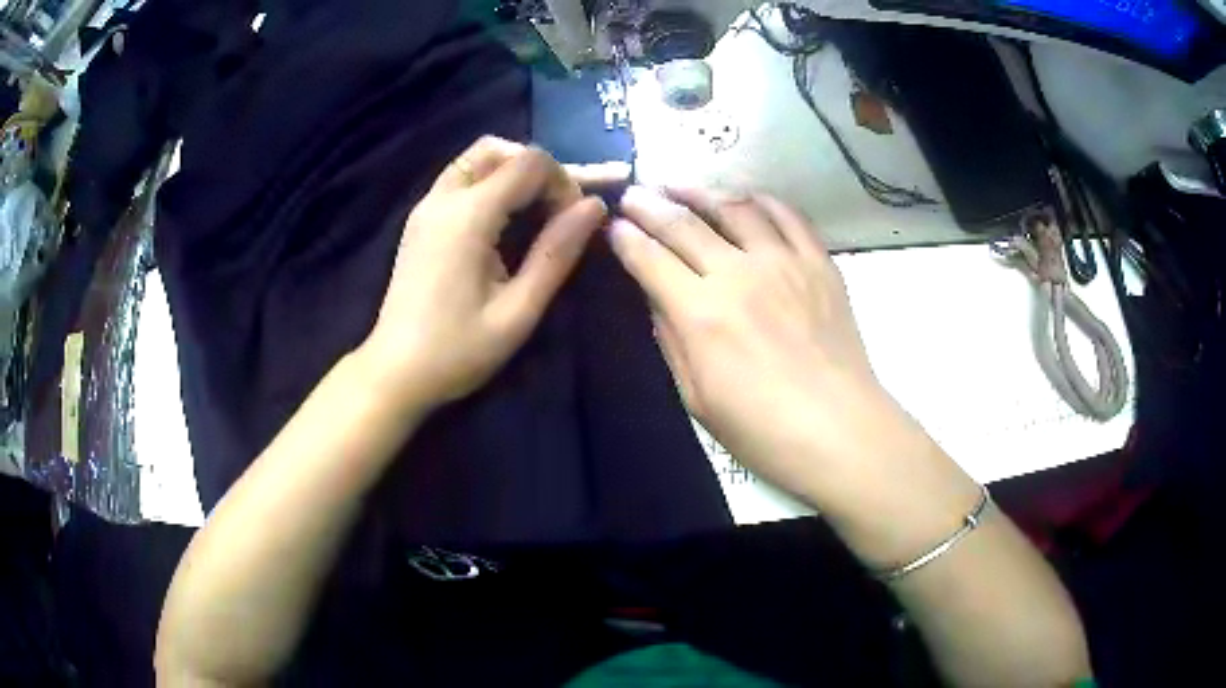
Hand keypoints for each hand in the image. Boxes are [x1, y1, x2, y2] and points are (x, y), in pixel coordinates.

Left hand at [360, 137, 611, 408]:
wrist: (395, 373)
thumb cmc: (457, 351)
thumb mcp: (517, 311)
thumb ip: (556, 253)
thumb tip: (594, 207)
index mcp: (468, 217)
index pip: (529, 163)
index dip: (564, 181)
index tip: (575, 221)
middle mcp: (443, 198)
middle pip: (500, 149)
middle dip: (539, 169)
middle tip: (559, 208)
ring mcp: (426, 206)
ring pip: (477, 158)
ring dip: (513, 171)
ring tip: (538, 208)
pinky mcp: (420, 220)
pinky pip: (461, 178)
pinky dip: (491, 182)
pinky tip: (506, 218)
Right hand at [610, 186, 927, 498]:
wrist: (839, 430)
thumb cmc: (761, 429)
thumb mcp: (696, 398)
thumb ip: (672, 340)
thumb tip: (659, 298)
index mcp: (701, 313)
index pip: (651, 259)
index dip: (627, 239)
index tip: (614, 227)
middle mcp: (739, 274)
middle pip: (684, 224)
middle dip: (650, 205)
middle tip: (633, 195)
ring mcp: (784, 262)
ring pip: (734, 207)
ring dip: (700, 191)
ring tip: (679, 186)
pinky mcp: (818, 263)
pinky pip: (787, 216)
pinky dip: (761, 200)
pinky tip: (744, 197)